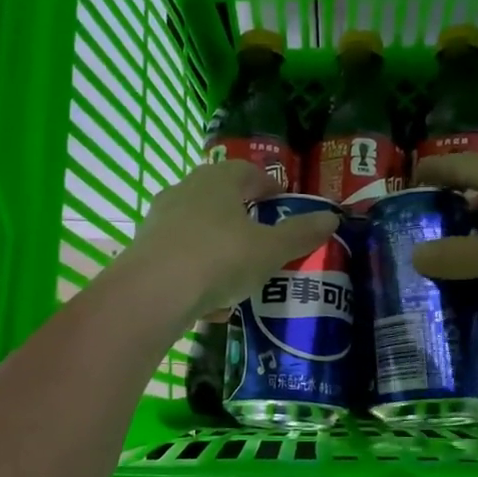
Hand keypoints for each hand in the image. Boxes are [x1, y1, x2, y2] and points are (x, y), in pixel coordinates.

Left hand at [117, 160, 338, 318]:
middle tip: (263, 239)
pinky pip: (181, 258)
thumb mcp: (271, 250)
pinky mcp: (146, 250)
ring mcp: (160, 220)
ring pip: (199, 230)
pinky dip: (198, 274)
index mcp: (218, 180)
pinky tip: (212, 304)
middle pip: (220, 199)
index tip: (283, 203)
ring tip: (239, 277)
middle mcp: (185, 191)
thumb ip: (301, 234)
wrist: (153, 292)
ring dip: (220, 249)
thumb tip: (331, 217)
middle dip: (243, 218)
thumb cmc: (220, 258)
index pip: (248, 172)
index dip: (269, 186)